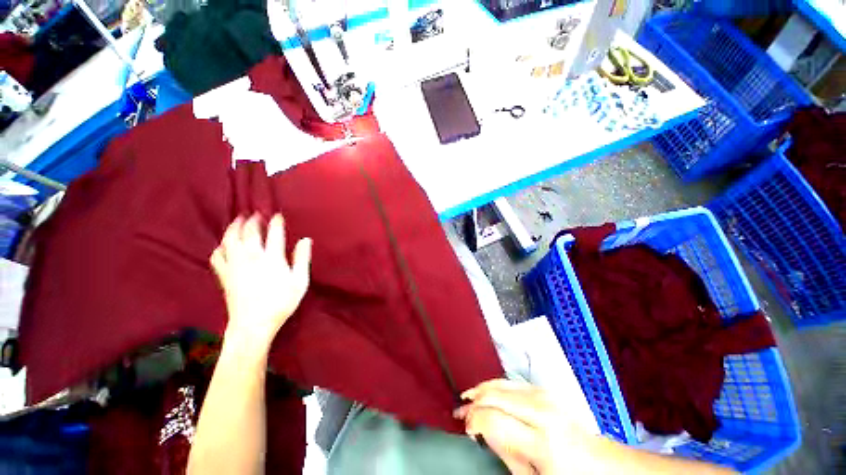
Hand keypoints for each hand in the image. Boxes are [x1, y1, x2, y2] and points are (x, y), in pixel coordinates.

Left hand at [210, 213, 311, 351]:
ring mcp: (235, 265)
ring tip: (238, 221)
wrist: (253, 324)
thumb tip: (305, 240)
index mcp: (272, 258)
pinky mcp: (224, 275)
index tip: (278, 215)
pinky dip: (220, 247)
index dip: (276, 222)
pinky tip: (224, 245)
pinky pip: (217, 256)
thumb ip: (302, 258)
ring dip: (234, 228)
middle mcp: (251, 257)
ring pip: (230, 240)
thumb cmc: (281, 302)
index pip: (274, 233)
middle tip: (256, 214)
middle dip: (252, 221)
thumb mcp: (300, 281)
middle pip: (249, 232)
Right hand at [454, 379, 593, 474]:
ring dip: (482, 389)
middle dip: (474, 401)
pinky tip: (488, 390)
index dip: (474, 420)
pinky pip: (512, 382)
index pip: (494, 418)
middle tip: (461, 411)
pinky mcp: (545, 390)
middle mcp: (542, 412)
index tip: (465, 427)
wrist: (601, 464)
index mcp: (541, 441)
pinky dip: (495, 384)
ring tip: (468, 397)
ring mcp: (545, 396)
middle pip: (496, 396)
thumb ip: (504, 451)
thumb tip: (481, 429)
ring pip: (502, 383)